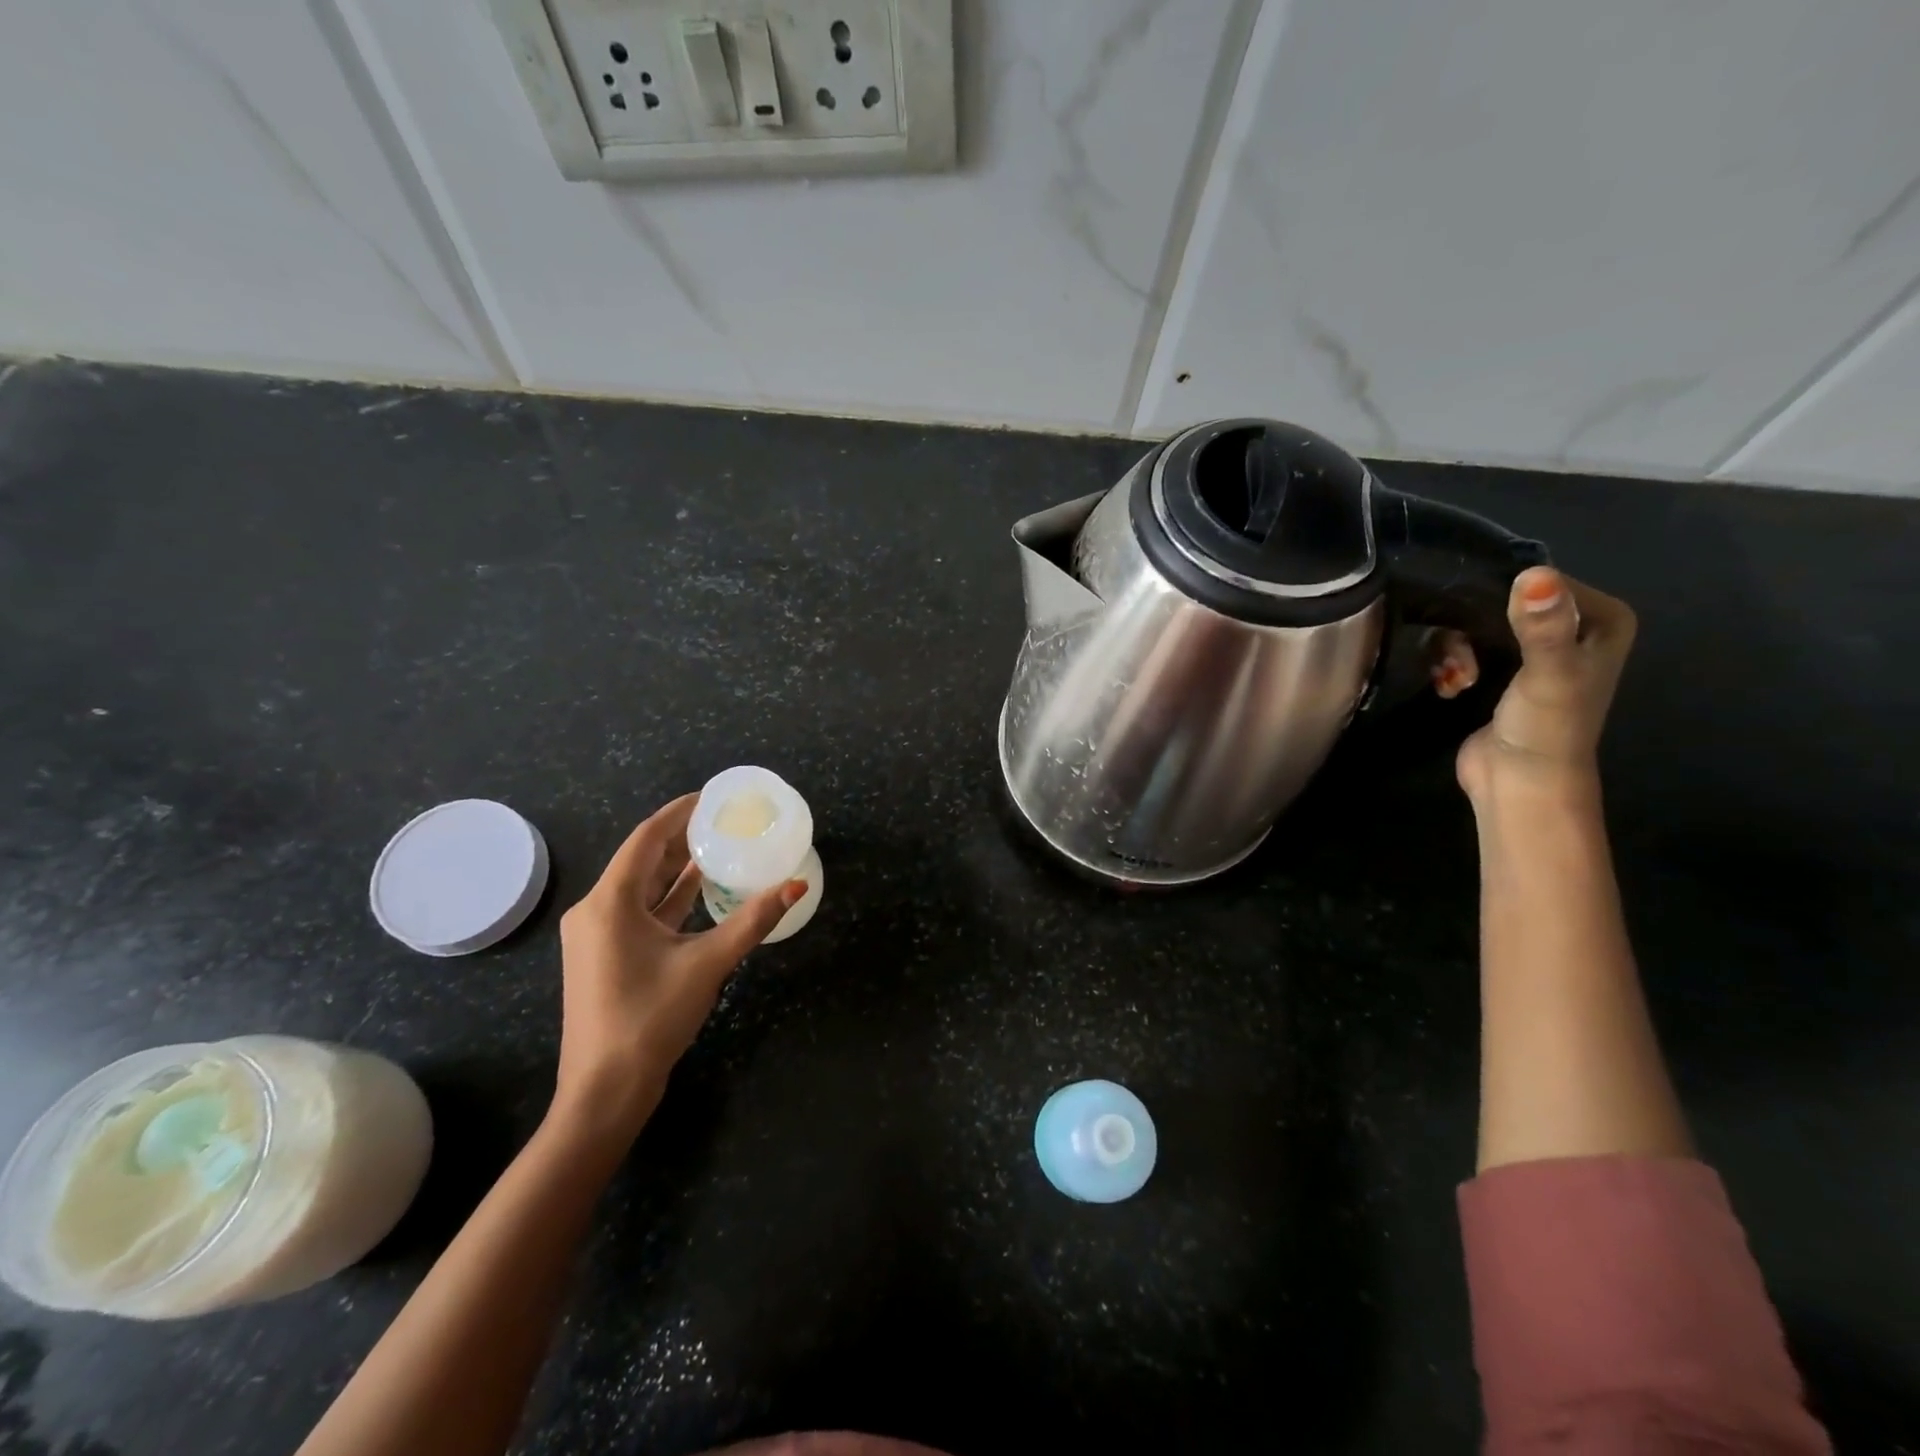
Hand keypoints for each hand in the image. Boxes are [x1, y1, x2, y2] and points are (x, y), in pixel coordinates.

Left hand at [552, 795, 806, 1140]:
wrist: (605, 1090)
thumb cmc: (651, 1018)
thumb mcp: (708, 963)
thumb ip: (753, 920)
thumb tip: (796, 885)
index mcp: (610, 902)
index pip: (647, 837)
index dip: (679, 812)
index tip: (712, 797)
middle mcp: (597, 910)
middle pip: (643, 859)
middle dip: (683, 838)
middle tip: (725, 822)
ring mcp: (599, 935)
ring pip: (642, 887)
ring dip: (678, 868)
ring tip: (720, 848)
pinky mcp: (607, 956)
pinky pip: (641, 912)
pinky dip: (671, 898)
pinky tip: (702, 891)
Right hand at [1449, 567, 1636, 806]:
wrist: (1518, 784)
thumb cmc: (1546, 728)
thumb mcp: (1548, 673)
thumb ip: (1543, 626)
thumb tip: (1534, 575)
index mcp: (1601, 618)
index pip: (1542, 579)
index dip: (1503, 594)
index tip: (1476, 621)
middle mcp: (1569, 627)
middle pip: (1499, 600)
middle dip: (1469, 627)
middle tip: (1459, 659)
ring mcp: (1529, 651)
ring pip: (1472, 624)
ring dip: (1453, 650)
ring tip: (1456, 679)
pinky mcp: (1494, 672)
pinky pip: (1458, 647)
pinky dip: (1448, 665)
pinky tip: (1450, 687)